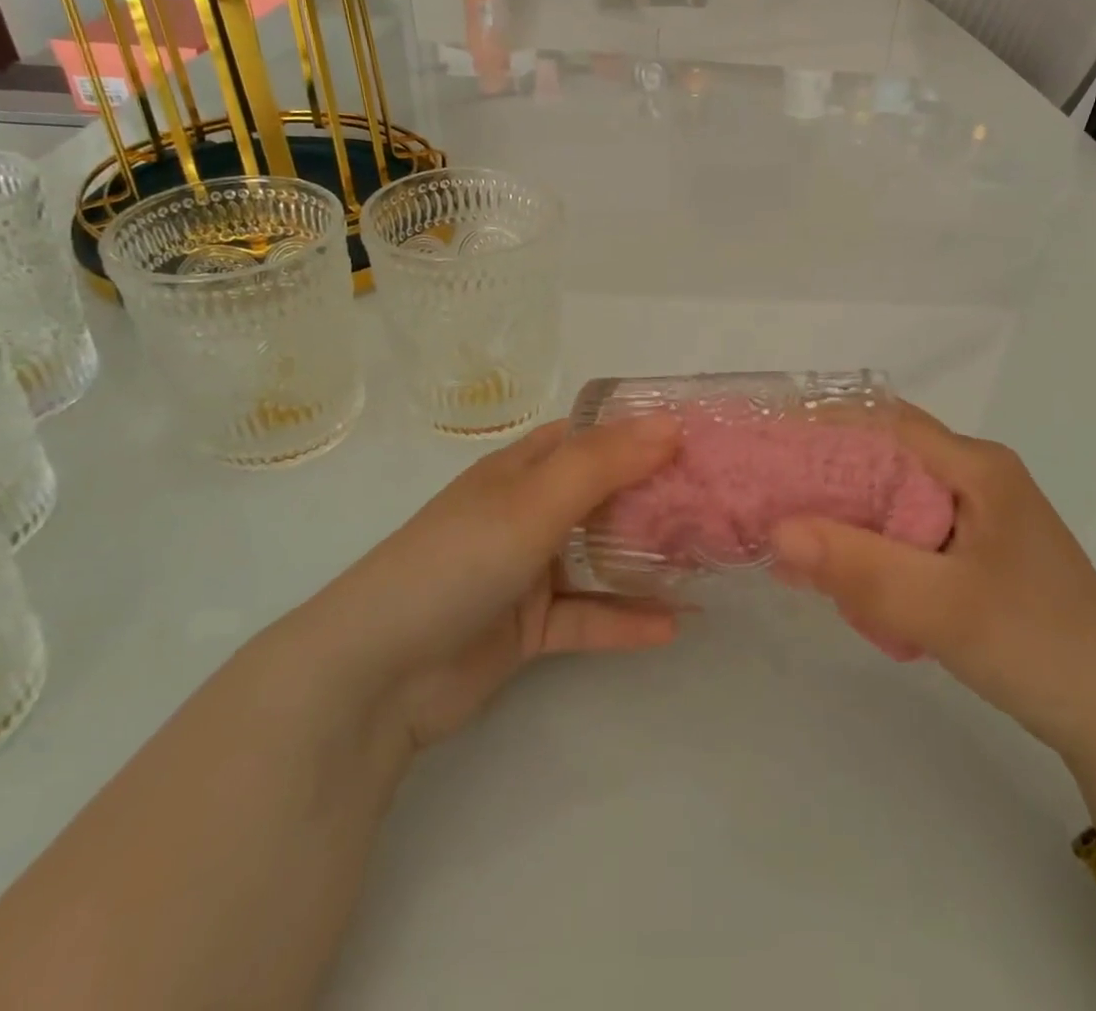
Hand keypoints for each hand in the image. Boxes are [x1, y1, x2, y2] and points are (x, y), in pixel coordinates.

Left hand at [304, 414, 683, 754]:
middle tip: (720, 502)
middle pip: (605, 496)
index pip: (593, 437)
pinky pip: (586, 616)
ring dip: (647, 561)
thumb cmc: (457, 561)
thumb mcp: (533, 501)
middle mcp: (528, 512)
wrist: (375, 674)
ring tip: (708, 563)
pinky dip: (624, 620)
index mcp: (522, 469)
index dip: (643, 432)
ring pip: (600, 558)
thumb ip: (604, 464)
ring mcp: (527, 571)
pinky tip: (673, 627)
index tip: (701, 437)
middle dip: (657, 497)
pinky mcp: (527, 627)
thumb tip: (671, 422)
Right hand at [769, 404, 1095, 765]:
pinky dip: (872, 546)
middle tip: (768, 499)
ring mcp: (977, 515)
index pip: (885, 423)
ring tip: (793, 538)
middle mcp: (975, 476)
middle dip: (826, 476)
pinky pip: (907, 532)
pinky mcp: (975, 551)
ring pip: (892, 497)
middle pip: (885, 456)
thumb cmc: (1037, 645)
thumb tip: (776, 530)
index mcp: (976, 466)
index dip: (823, 428)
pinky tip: (844, 575)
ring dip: (847, 516)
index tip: (768, 449)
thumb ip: (859, 567)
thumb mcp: (942, 608)